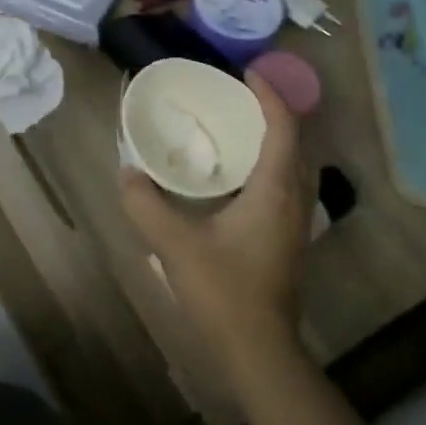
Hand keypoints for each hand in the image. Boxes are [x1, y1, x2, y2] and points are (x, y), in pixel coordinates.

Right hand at [120, 73, 314, 384]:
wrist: (259, 350)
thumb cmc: (223, 292)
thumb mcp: (174, 245)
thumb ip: (145, 204)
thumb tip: (127, 173)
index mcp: (275, 190)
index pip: (283, 126)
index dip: (269, 95)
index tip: (245, 74)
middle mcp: (295, 200)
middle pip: (297, 142)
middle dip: (273, 113)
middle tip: (238, 100)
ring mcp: (298, 223)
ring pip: (296, 167)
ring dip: (275, 141)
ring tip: (238, 131)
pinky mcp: (290, 242)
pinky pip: (288, 187)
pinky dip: (271, 167)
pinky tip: (239, 180)